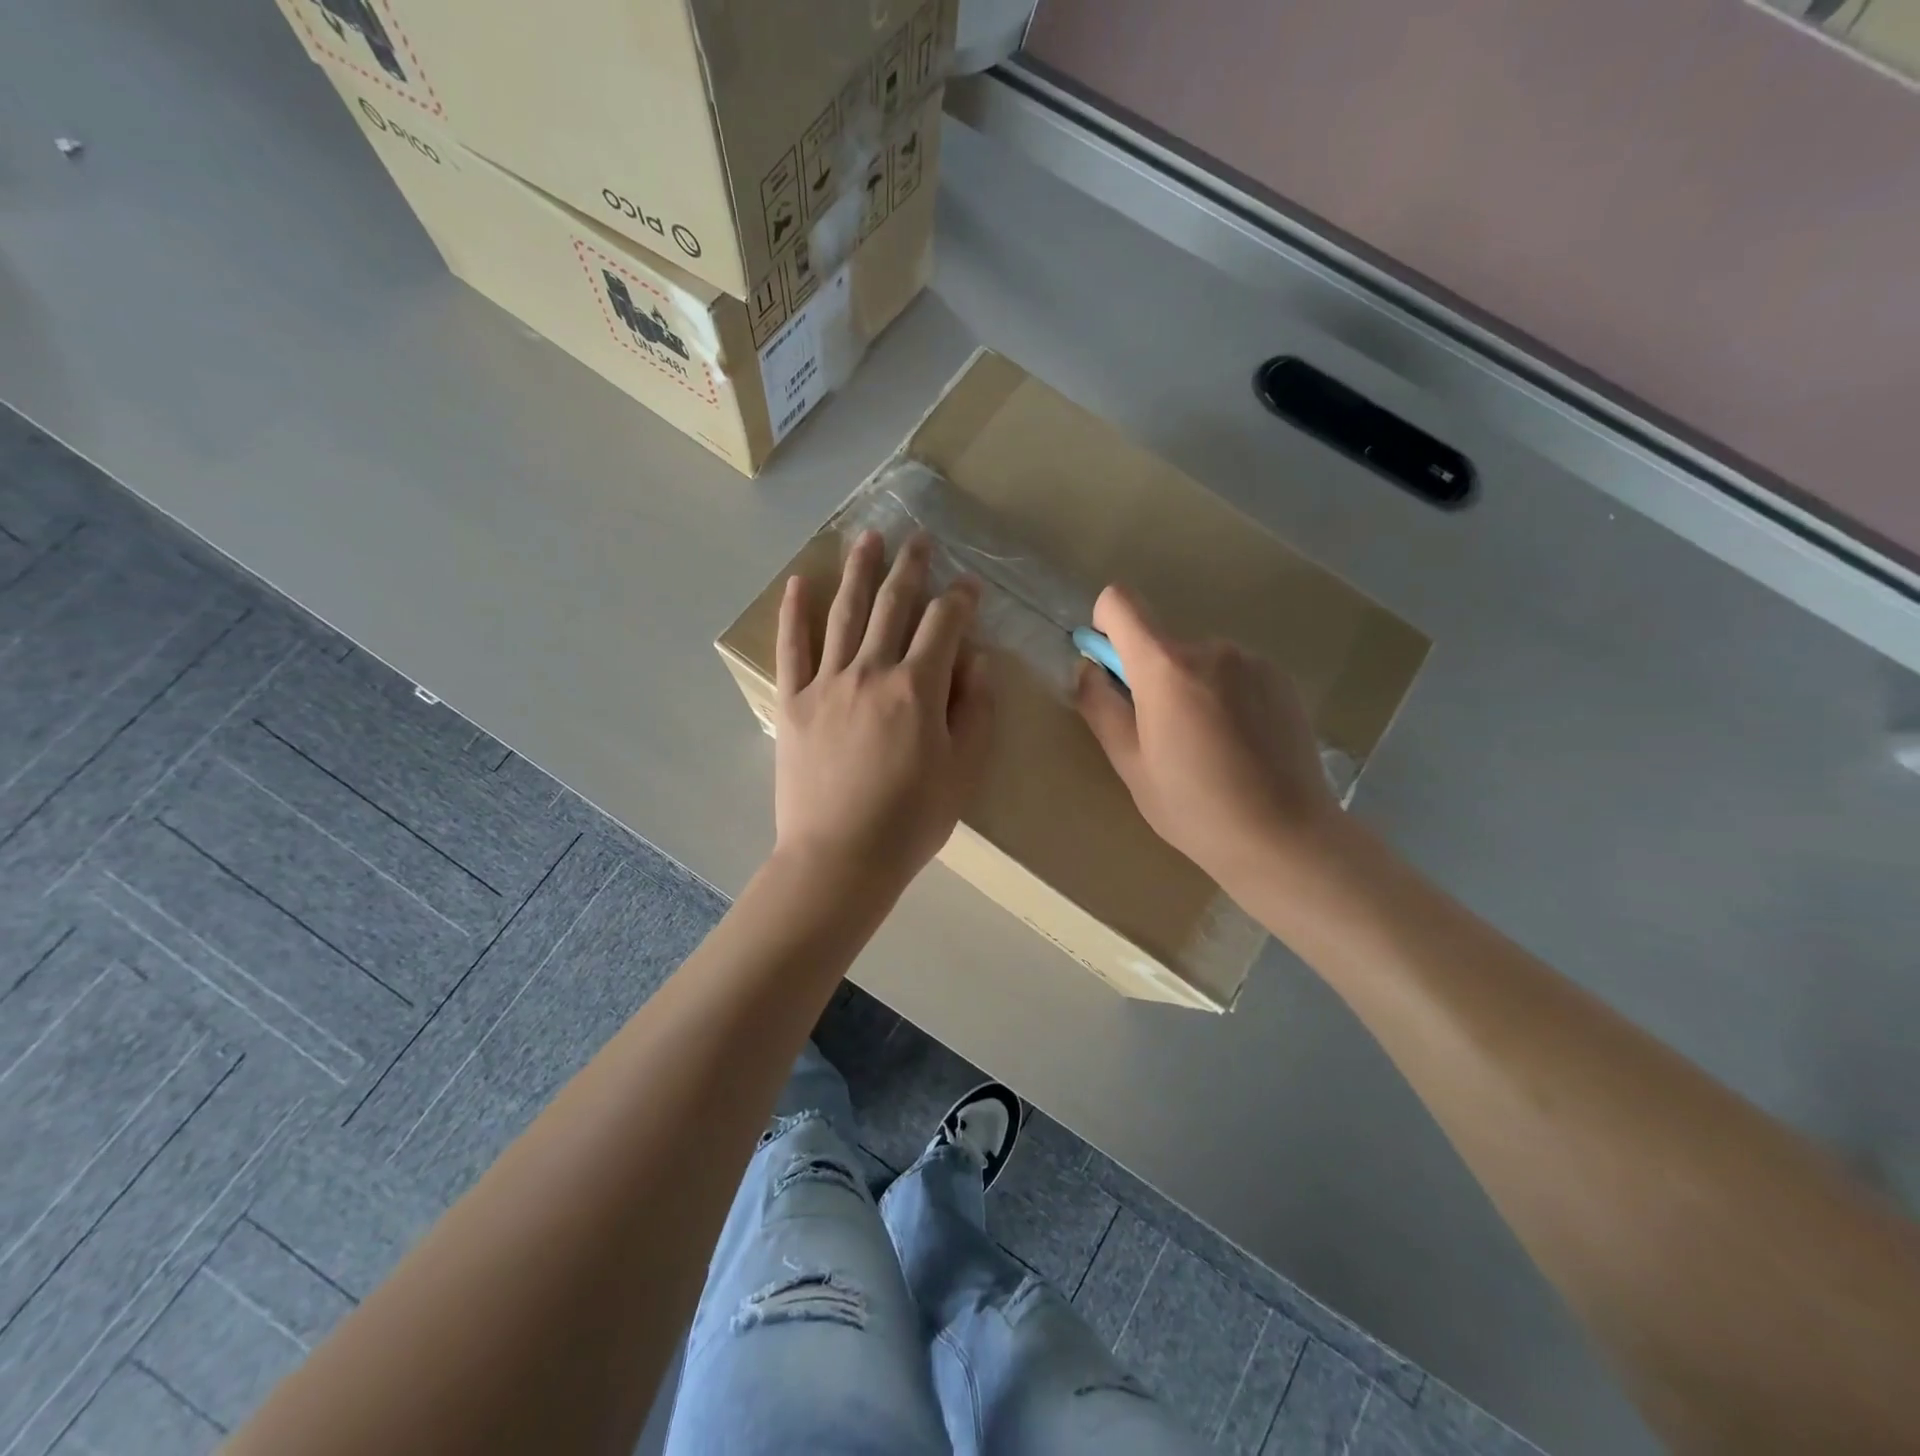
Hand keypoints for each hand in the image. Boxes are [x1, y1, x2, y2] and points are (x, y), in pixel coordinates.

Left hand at [773, 530, 992, 893]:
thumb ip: (976, 710)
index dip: (960, 600)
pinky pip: (793, 648)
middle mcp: (871, 672)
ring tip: (867, 538)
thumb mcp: (964, 771)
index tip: (969, 586)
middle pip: (892, 605)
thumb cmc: (911, 821)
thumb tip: (978, 660)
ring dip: (858, 571)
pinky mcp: (793, 701)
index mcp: (918, 688)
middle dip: (910, 568)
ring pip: (844, 613)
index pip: (944, 625)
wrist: (840, 858)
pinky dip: (795, 613)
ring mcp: (827, 683)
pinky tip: (799, 583)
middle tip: (918, 539)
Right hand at [1075, 584, 1337, 890]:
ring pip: (1199, 661)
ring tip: (1208, 746)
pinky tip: (1241, 744)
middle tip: (1164, 736)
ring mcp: (1253, 660)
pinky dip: (1226, 696)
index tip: (1113, 672)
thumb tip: (1088, 669)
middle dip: (1152, 677)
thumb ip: (1100, 706)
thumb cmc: (1193, 806)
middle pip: (1162, 643)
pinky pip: (1235, 673)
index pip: (1120, 602)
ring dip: (1192, 688)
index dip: (1105, 627)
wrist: (1284, 836)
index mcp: (1166, 666)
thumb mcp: (1129, 764)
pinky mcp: (1282, 678)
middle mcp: (1212, 648)